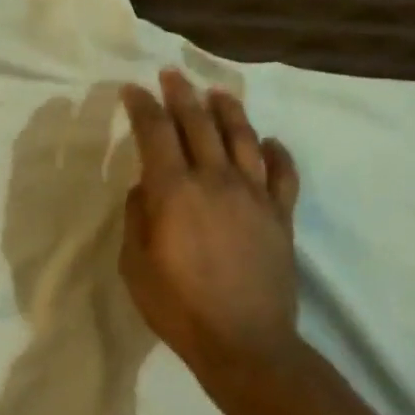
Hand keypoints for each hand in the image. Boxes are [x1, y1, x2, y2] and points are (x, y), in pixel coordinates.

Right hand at [119, 70, 300, 377]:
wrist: (243, 341)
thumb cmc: (178, 308)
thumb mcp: (135, 266)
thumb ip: (137, 218)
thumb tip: (144, 187)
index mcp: (174, 191)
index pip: (156, 133)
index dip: (142, 107)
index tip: (131, 90)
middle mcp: (216, 180)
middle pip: (200, 124)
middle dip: (181, 94)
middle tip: (170, 74)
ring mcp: (255, 195)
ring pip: (244, 137)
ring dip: (228, 110)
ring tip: (217, 92)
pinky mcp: (281, 215)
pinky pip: (282, 173)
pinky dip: (276, 152)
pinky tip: (269, 142)